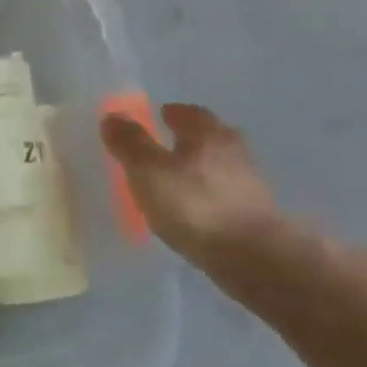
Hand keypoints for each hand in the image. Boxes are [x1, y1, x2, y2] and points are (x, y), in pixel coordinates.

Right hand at [101, 103, 285, 264]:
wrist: (250, 254)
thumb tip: (113, 116)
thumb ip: (130, 143)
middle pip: (210, 135)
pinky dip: (209, 191)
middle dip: (190, 136)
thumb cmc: (193, 205)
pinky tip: (195, 205)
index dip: (172, 112)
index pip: (189, 113)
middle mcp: (233, 150)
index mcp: (207, 134)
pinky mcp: (254, 211)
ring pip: (219, 163)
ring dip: (201, 164)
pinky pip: (225, 191)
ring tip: (178, 176)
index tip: (158, 115)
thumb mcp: (148, 171)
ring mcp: (248, 182)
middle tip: (168, 142)